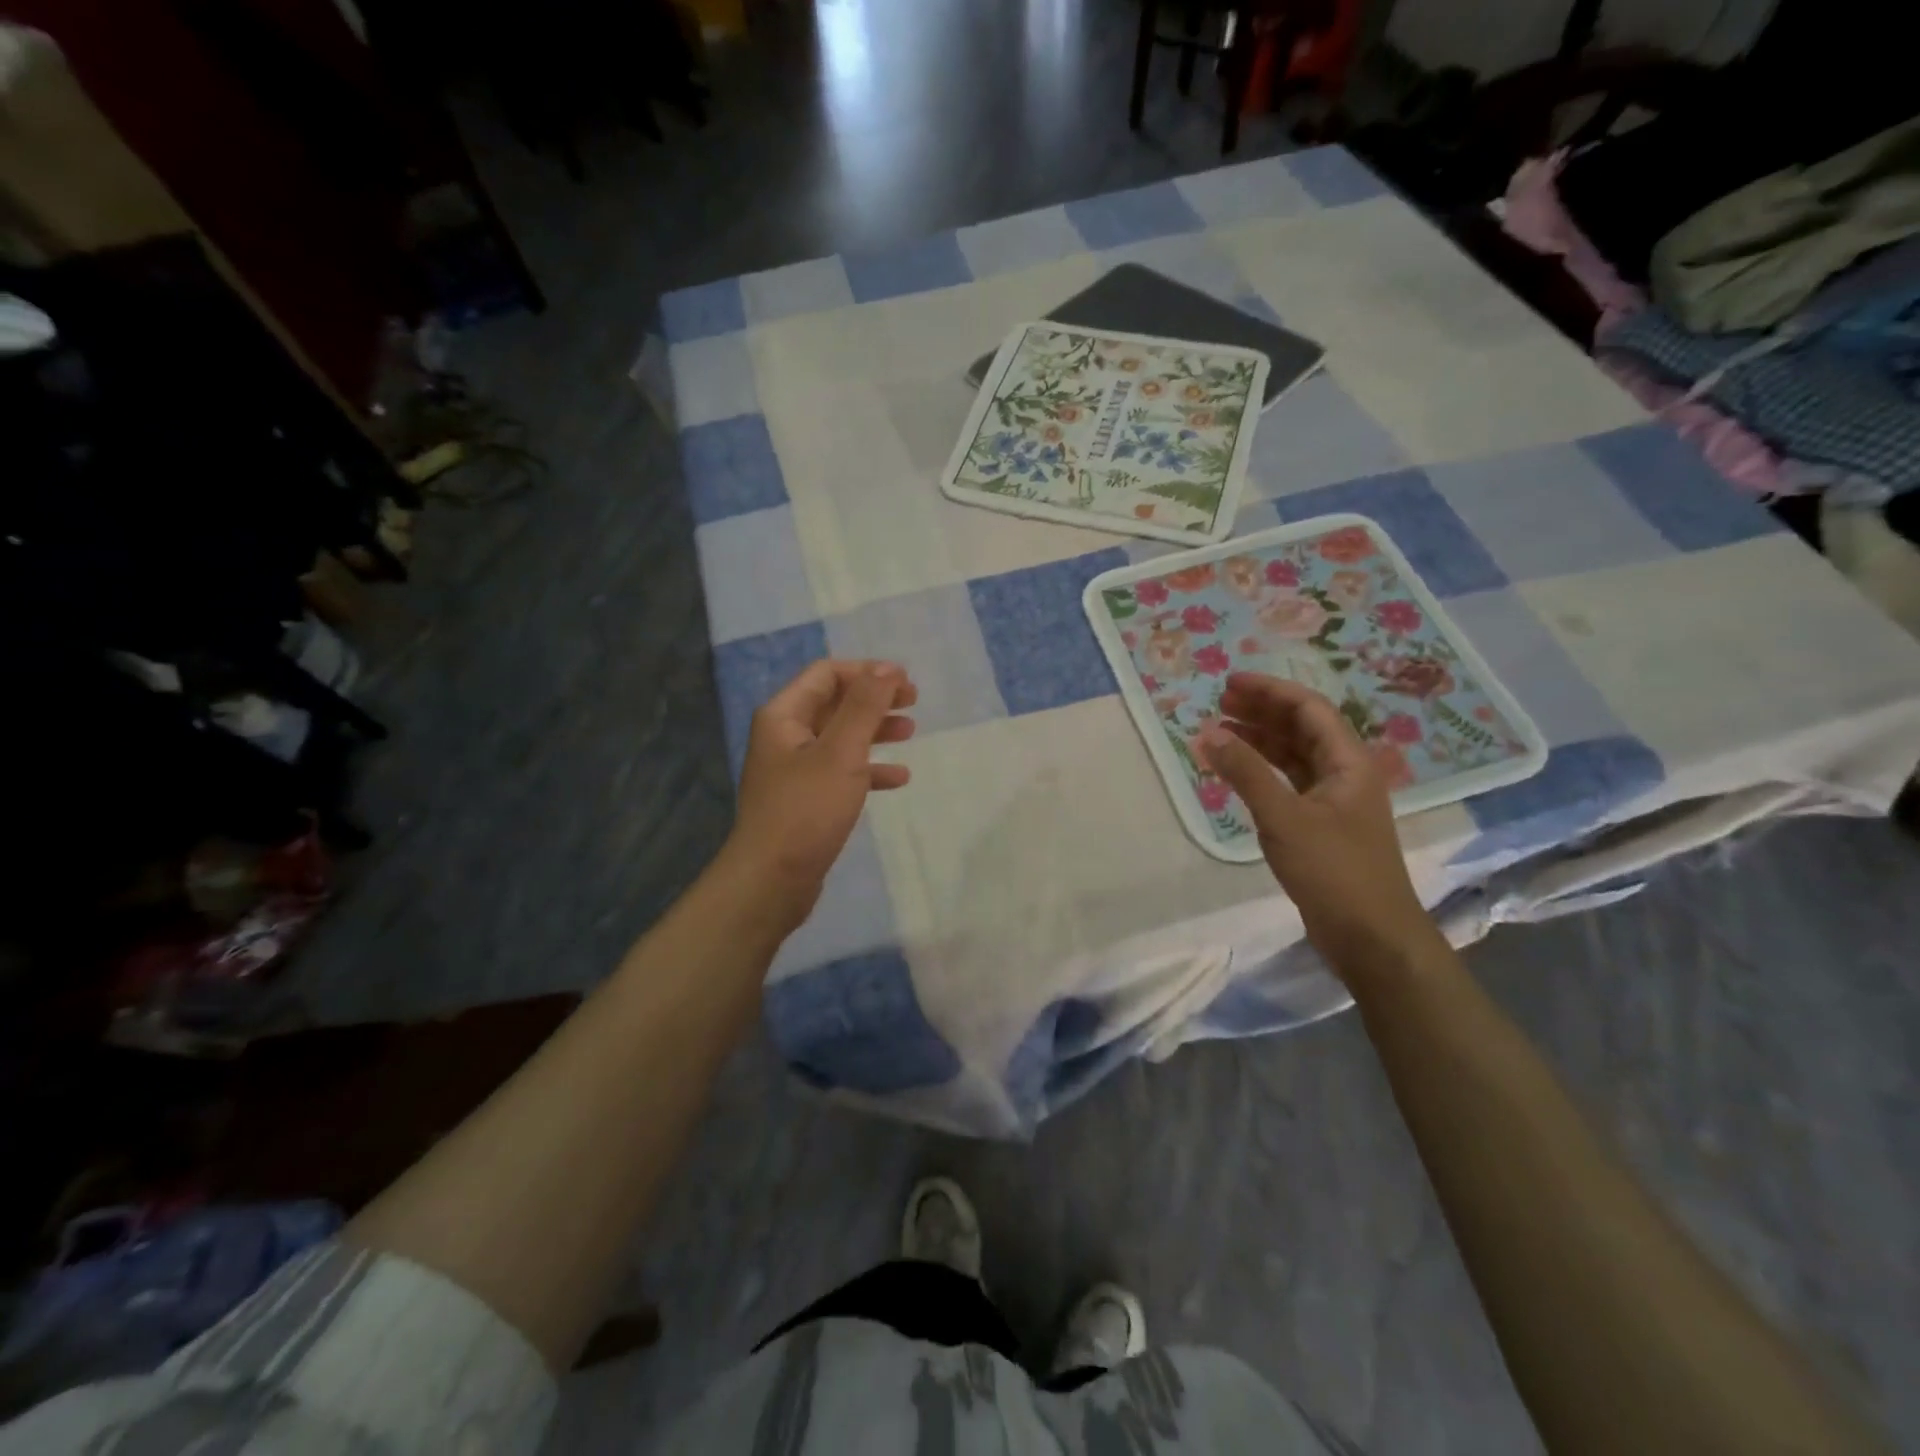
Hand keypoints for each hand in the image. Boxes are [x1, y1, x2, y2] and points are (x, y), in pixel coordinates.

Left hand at [723, 658, 916, 929]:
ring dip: (875, 730)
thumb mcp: (841, 753)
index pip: (827, 674)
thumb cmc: (806, 810)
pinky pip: (841, 771)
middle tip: (914, 701)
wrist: (772, 880)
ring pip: (841, 737)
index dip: (867, 672)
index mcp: (784, 716)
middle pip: (835, 702)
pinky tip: (898, 778)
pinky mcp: (806, 799)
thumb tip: (888, 668)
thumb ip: (865, 707)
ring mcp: (795, 769)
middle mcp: (785, 736)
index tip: (905, 681)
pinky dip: (869, 769)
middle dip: (874, 698)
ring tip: (912, 731)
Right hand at [1197, 673, 1439, 978]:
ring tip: (1221, 732)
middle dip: (1262, 711)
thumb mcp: (1284, 817)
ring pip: (1295, 756)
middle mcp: (1346, 773)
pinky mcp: (1323, 826)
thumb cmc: (1333, 871)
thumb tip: (1208, 732)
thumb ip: (1245, 772)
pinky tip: (1238, 772)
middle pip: (1302, 728)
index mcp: (1349, 762)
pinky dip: (1263, 772)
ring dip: (1260, 740)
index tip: (1229, 683)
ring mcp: (1335, 800)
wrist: (1371, 937)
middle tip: (1219, 703)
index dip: (1269, 691)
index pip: (1308, 709)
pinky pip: (1290, 783)